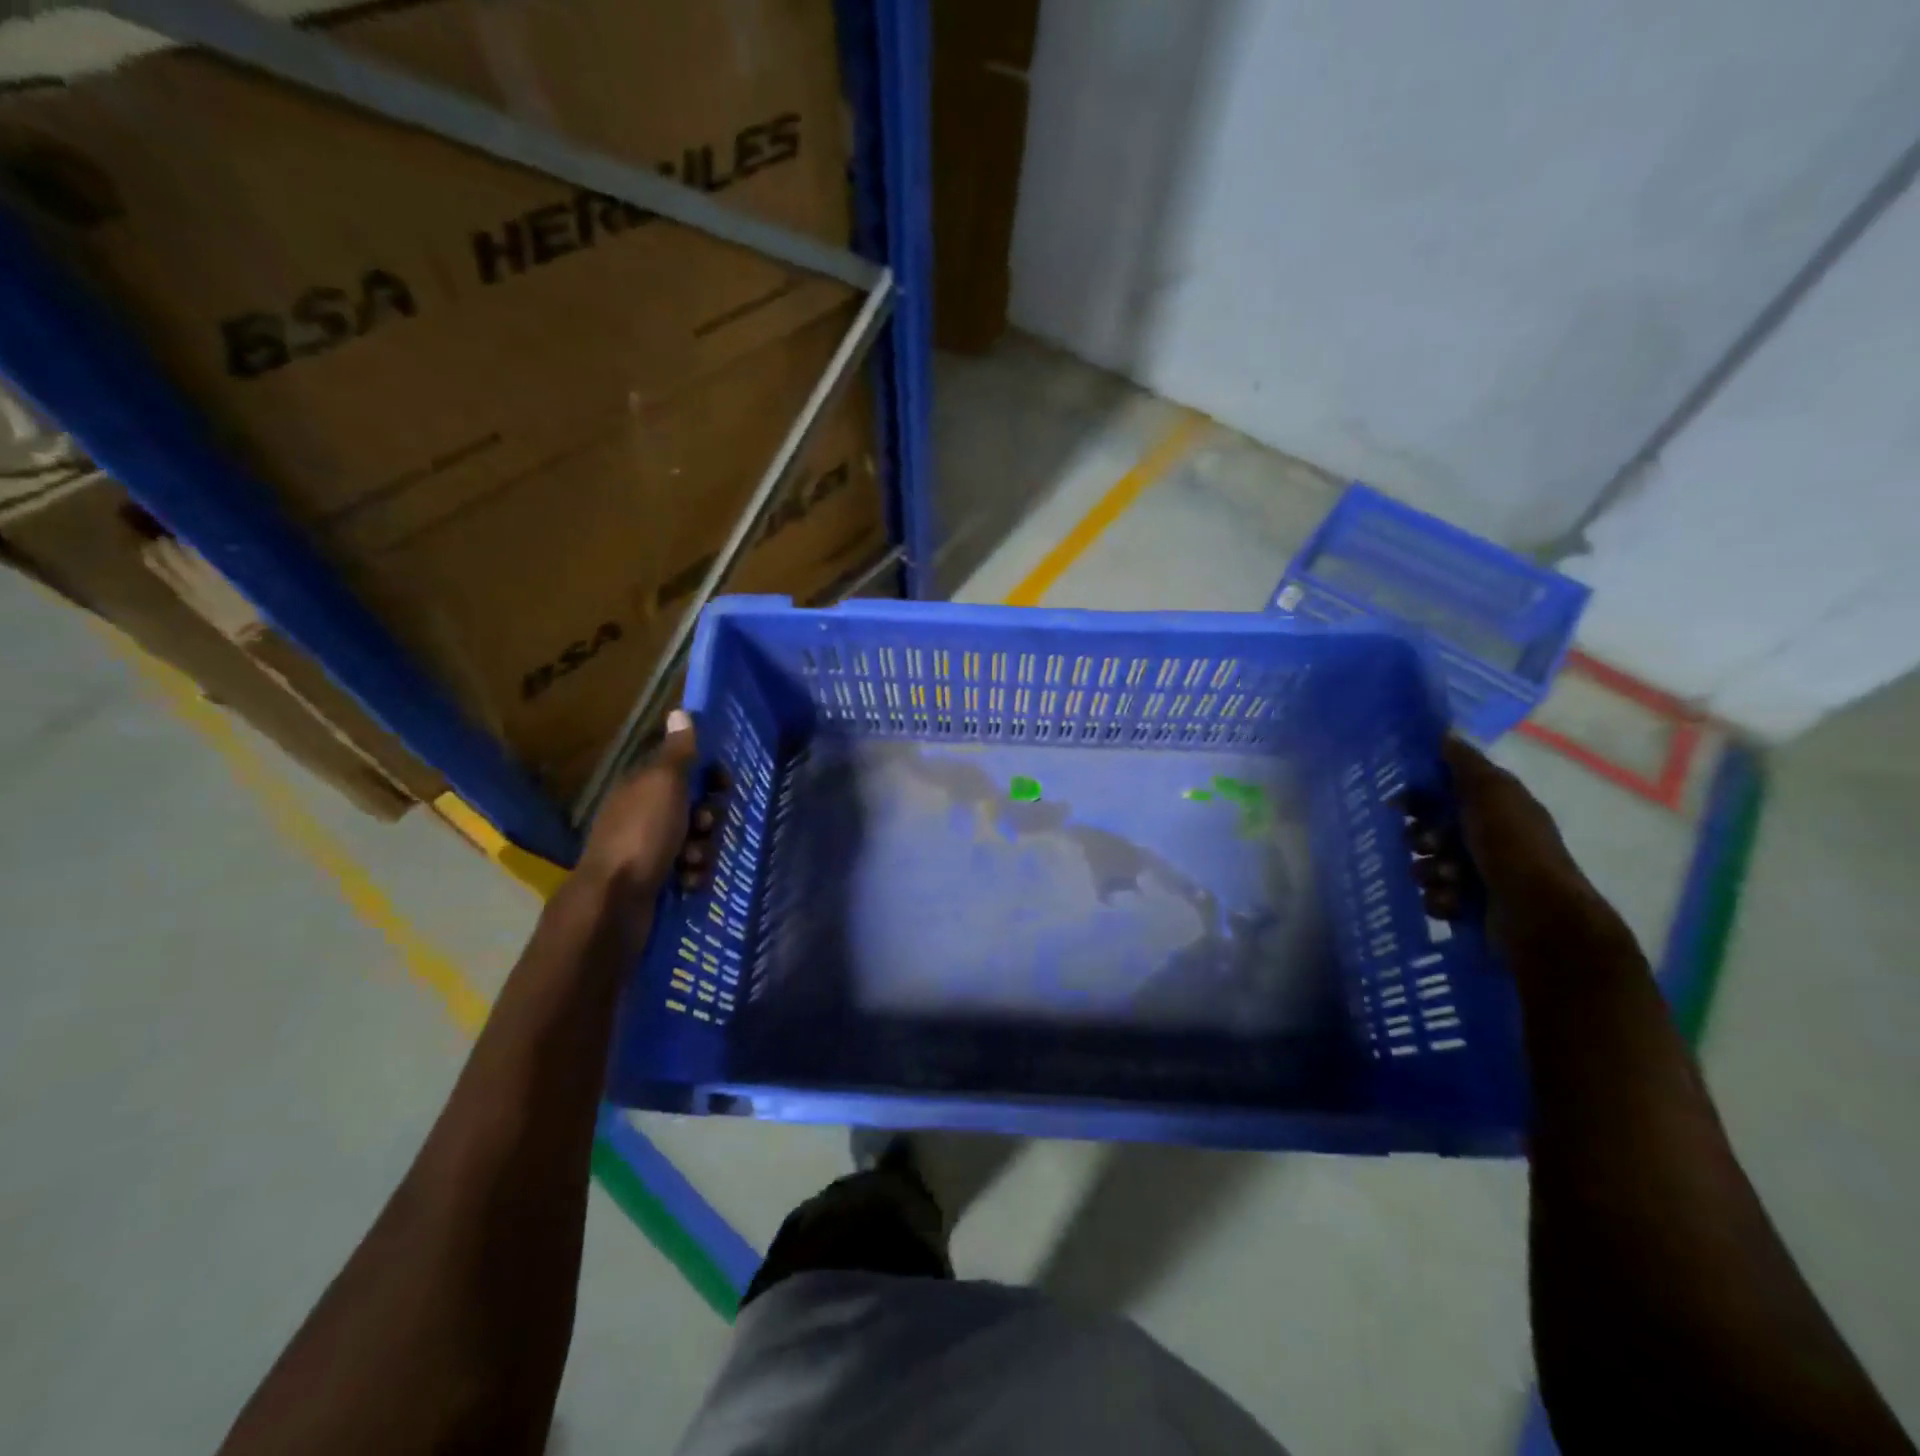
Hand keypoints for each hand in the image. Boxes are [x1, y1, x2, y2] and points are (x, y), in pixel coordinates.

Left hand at [576, 709, 722, 899]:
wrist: (615, 902)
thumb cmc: (643, 834)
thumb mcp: (663, 784)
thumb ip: (678, 752)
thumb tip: (680, 711)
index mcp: (642, 786)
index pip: (684, 769)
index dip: (709, 776)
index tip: (723, 786)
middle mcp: (643, 814)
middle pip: (694, 807)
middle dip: (709, 818)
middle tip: (705, 827)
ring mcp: (647, 849)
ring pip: (696, 840)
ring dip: (704, 850)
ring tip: (693, 861)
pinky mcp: (655, 880)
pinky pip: (689, 870)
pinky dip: (693, 875)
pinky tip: (688, 882)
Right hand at [1414, 737, 1633, 966]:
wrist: (1538, 916)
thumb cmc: (1512, 848)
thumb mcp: (1490, 794)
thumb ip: (1466, 765)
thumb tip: (1445, 733)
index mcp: (1497, 809)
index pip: (1445, 794)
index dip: (1419, 797)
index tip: (1399, 805)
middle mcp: (1489, 839)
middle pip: (1430, 830)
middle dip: (1420, 838)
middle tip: (1426, 845)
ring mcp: (1480, 875)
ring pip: (1428, 864)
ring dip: (1430, 871)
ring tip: (1447, 880)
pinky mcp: (1472, 906)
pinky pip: (1435, 896)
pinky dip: (1440, 899)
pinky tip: (1453, 902)